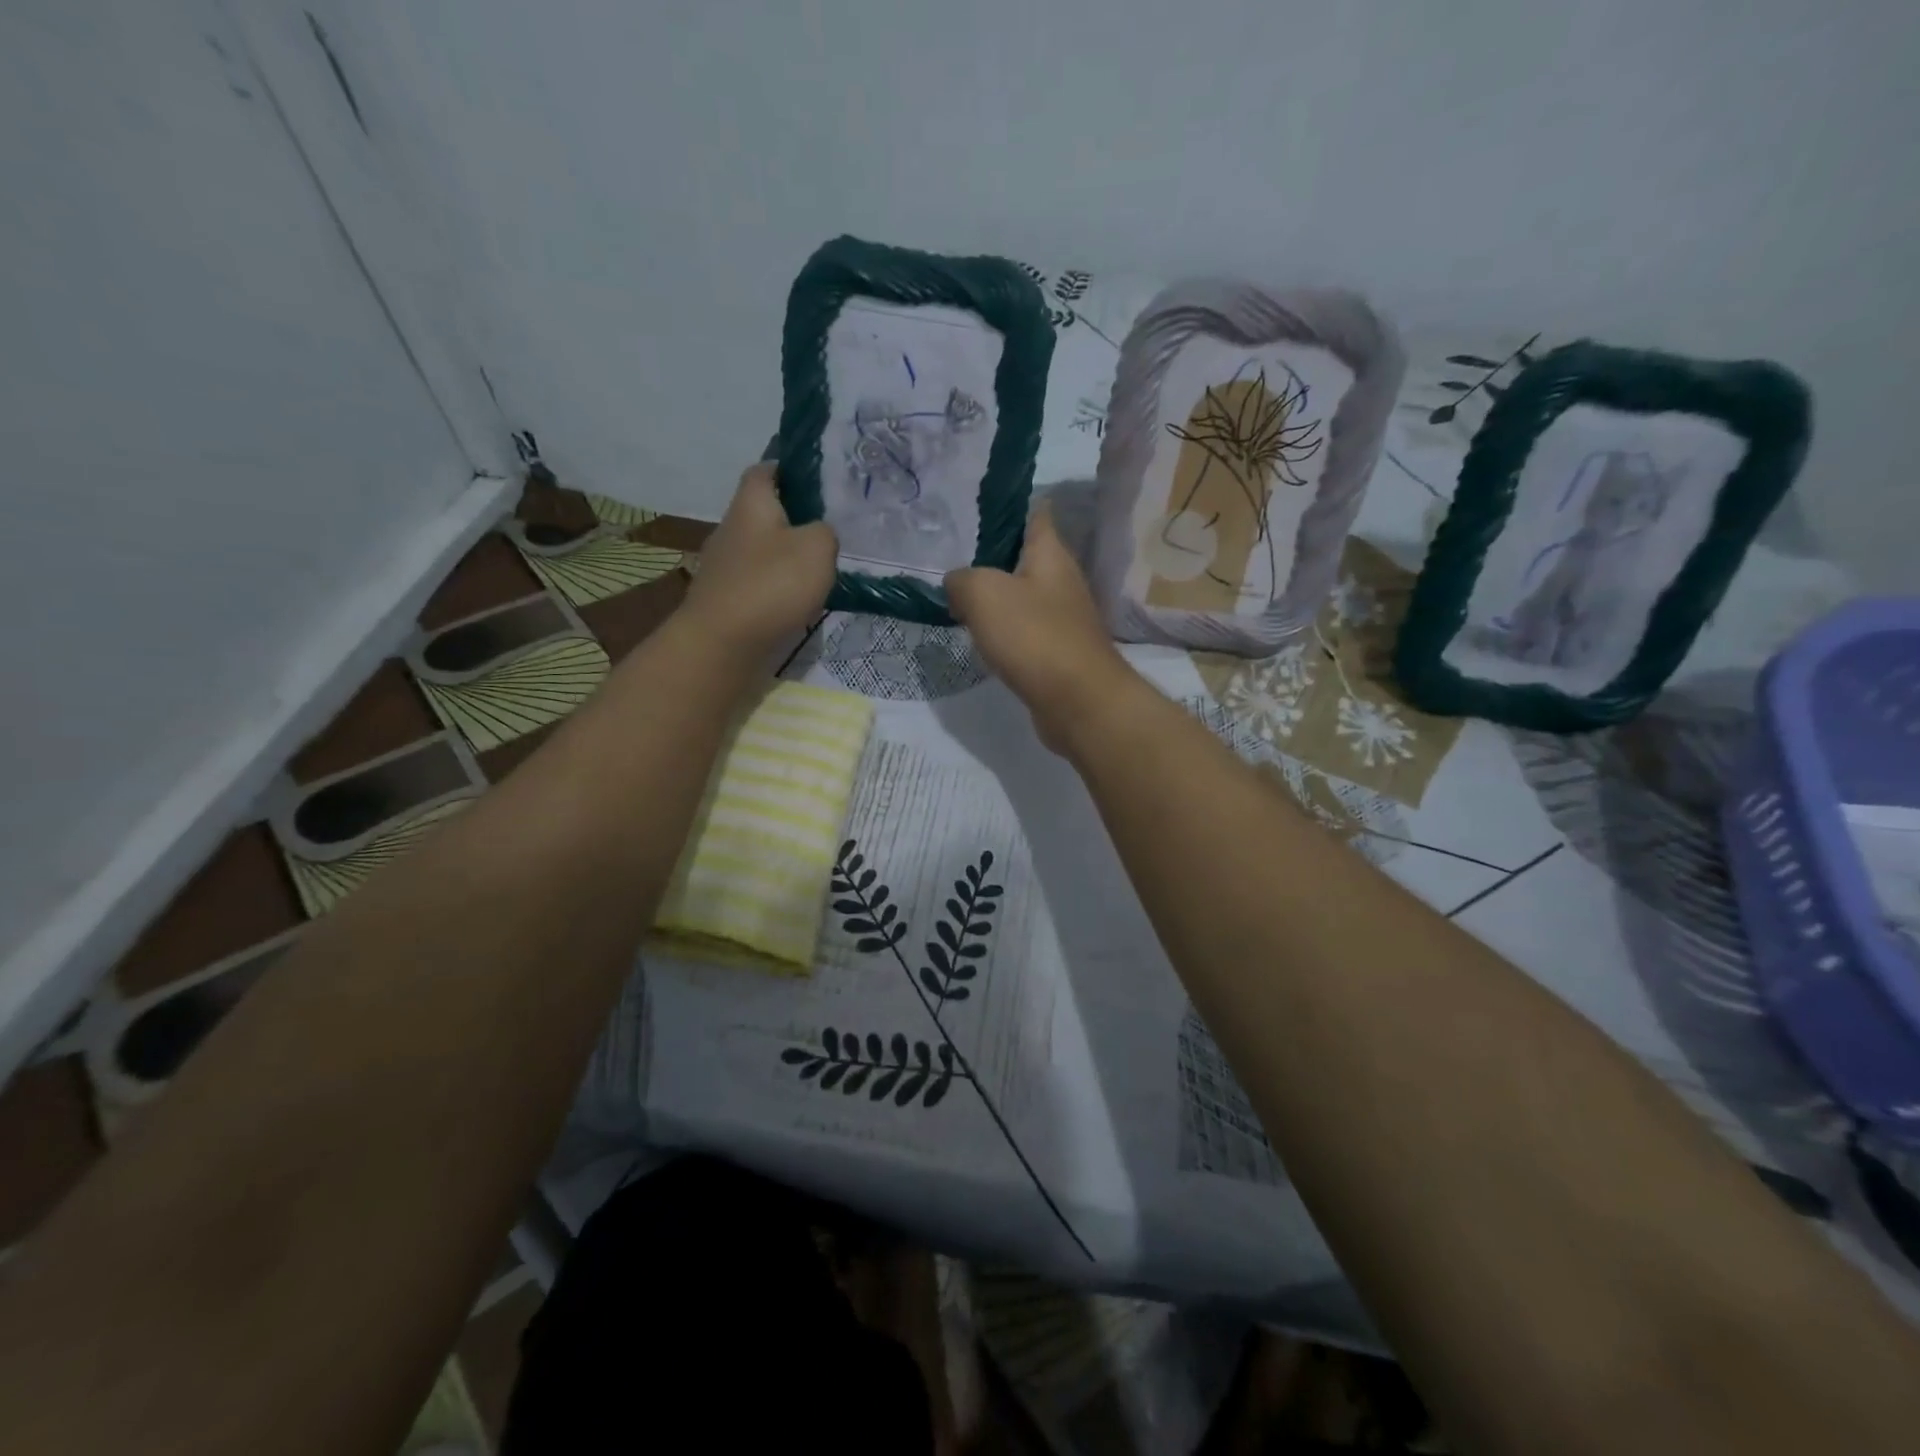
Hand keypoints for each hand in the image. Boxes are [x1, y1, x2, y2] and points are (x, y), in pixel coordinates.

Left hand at [681, 463, 836, 661]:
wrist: (723, 644)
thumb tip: (818, 535)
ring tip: (820, 571)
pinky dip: (777, 589)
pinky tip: (798, 602)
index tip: (816, 479)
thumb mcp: (817, 548)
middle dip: (794, 519)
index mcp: (750, 504)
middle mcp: (731, 528)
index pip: (765, 470)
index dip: (788, 469)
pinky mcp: (726, 600)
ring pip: (762, 551)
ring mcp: (724, 567)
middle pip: (764, 513)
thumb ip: (825, 533)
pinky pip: (758, 584)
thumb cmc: (771, 585)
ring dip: (786, 558)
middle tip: (830, 530)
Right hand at [944, 504, 1135, 753]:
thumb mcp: (983, 594)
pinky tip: (981, 638)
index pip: (1035, 513)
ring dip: (996, 597)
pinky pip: (1025, 631)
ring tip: (958, 598)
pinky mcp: (1059, 652)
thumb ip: (962, 579)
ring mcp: (1064, 618)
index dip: (1008, 506)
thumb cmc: (1034, 636)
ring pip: (1023, 596)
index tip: (974, 507)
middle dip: (992, 556)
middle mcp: (1062, 580)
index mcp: (1051, 553)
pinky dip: (1004, 631)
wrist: (1078, 701)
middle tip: (951, 558)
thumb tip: (957, 585)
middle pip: (1025, 557)